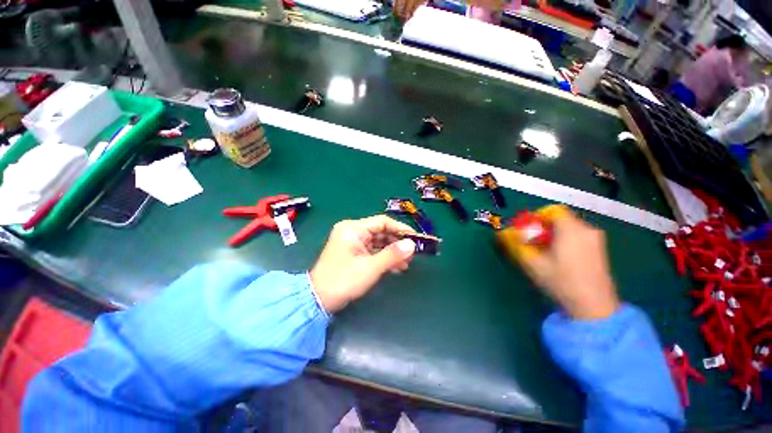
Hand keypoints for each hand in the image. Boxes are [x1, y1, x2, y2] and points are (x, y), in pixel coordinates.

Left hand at [310, 215, 416, 312]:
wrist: (318, 300)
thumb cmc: (343, 280)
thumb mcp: (371, 267)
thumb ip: (392, 255)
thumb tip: (412, 244)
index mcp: (353, 228)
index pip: (382, 222)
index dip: (400, 229)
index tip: (415, 238)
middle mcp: (353, 231)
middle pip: (381, 232)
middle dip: (397, 243)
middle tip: (412, 254)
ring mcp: (353, 242)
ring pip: (378, 243)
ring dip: (392, 252)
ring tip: (406, 263)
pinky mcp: (354, 253)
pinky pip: (373, 251)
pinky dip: (384, 258)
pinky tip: (396, 267)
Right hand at [517, 211, 619, 319]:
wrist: (595, 308)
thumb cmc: (561, 282)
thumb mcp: (533, 263)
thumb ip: (515, 245)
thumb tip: (502, 233)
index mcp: (572, 230)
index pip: (553, 210)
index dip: (537, 217)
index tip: (527, 230)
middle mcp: (587, 230)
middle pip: (560, 219)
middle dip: (543, 228)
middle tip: (532, 244)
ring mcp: (596, 240)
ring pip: (569, 228)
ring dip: (553, 235)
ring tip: (544, 253)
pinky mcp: (600, 250)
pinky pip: (578, 236)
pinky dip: (564, 241)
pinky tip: (559, 259)